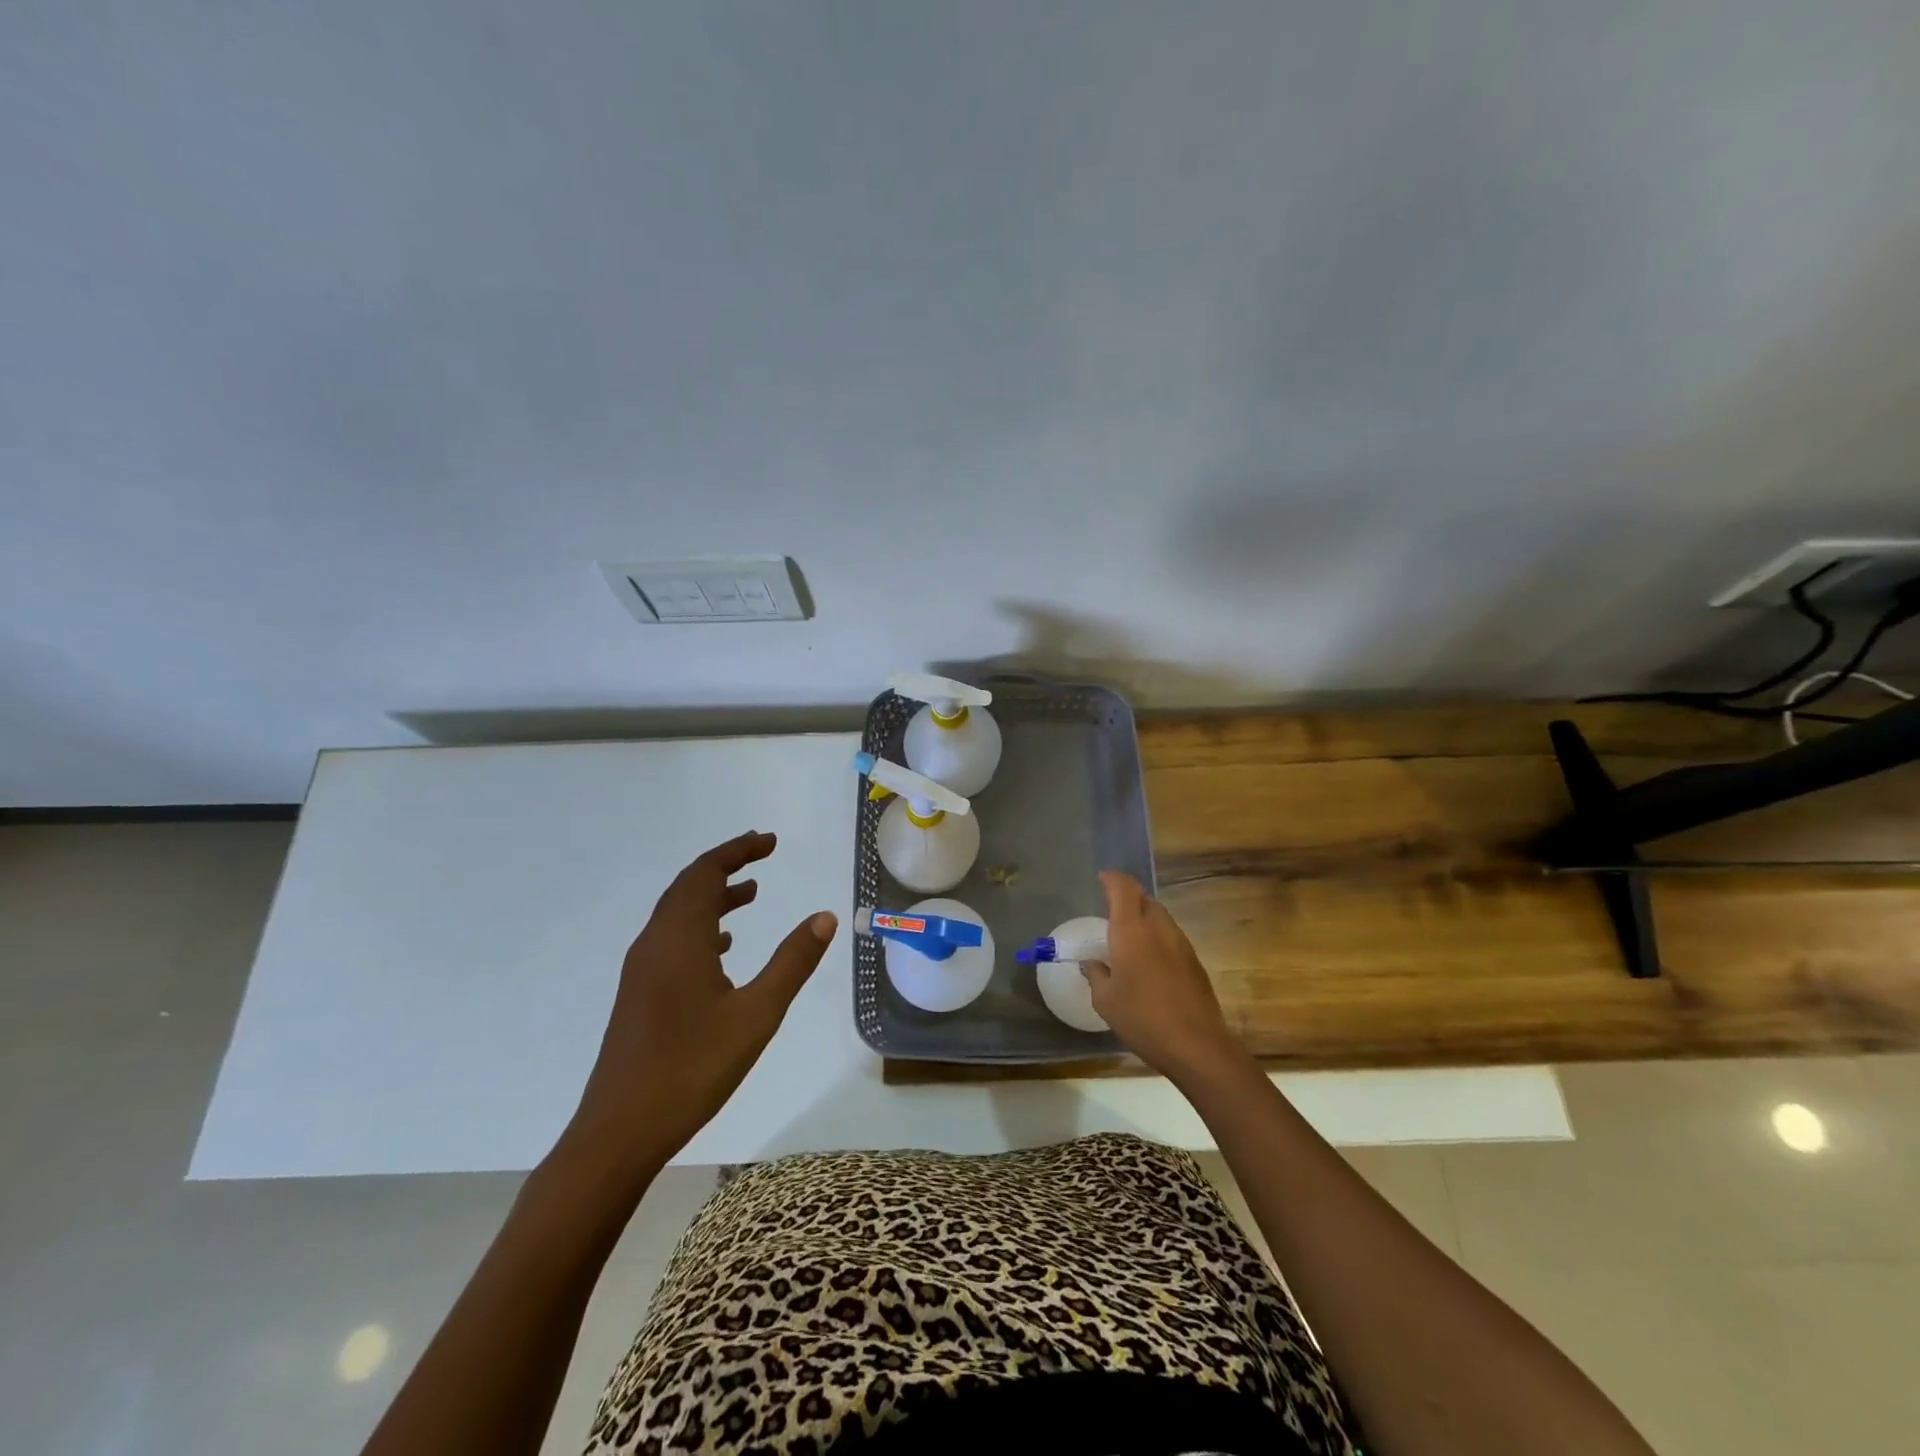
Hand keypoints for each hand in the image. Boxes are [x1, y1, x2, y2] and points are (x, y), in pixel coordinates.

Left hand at [567, 831, 837, 1173]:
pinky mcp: (639, 993)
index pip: (706, 872)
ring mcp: (642, 969)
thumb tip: (825, 917)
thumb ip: (793, 962)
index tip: (771, 842)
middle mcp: (656, 943)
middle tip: (763, 855)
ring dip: (713, 896)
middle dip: (726, 865)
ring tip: (751, 893)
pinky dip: (700, 926)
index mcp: (680, 938)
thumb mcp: (757, 1014)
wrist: (618, 1132)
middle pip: (688, 885)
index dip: (738, 850)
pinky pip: (672, 939)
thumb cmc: (692, 1069)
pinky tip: (723, 948)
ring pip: (678, 913)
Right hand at [1082, 871, 1241, 1083]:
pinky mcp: (1194, 962)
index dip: (1112, 879)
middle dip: (1127, 898)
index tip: (1102, 880)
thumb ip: (1096, 974)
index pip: (1123, 888)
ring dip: (1143, 917)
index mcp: (1131, 930)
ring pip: (1160, 916)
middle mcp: (1158, 928)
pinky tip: (1149, 960)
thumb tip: (1092, 963)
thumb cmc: (1142, 1018)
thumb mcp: (1105, 1000)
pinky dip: (1156, 937)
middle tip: (1110, 911)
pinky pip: (1170, 937)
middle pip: (1144, 898)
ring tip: (1128, 937)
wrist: (1197, 1045)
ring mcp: (1181, 943)